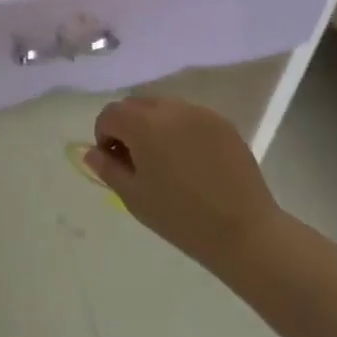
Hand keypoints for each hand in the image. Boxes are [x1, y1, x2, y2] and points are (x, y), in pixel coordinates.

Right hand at [88, 95, 285, 272]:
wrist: (245, 232)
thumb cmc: (181, 217)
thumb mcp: (134, 197)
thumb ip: (107, 168)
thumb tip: (92, 152)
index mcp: (144, 124)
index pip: (110, 114)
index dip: (104, 135)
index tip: (113, 161)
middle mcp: (171, 109)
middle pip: (136, 105)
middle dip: (127, 126)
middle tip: (136, 160)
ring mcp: (200, 113)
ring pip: (163, 108)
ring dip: (154, 125)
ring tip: (164, 160)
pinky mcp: (223, 123)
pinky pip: (189, 116)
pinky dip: (180, 130)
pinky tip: (190, 161)